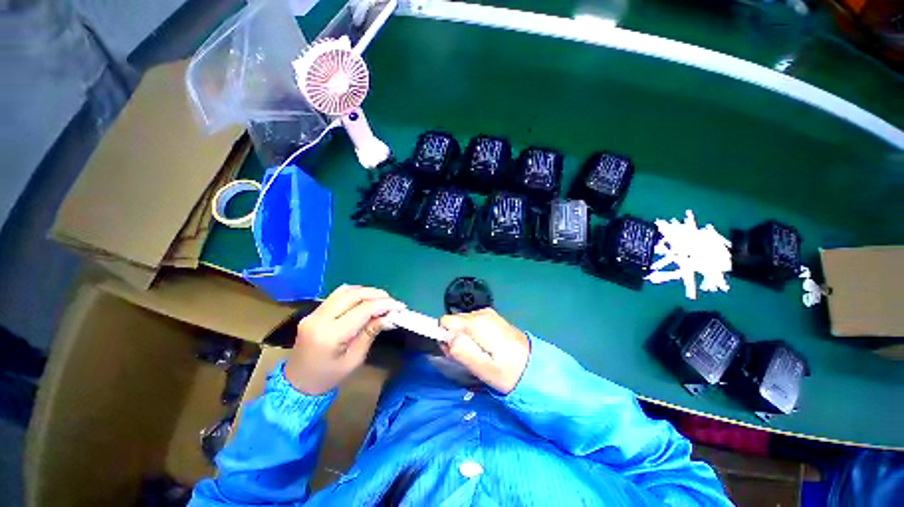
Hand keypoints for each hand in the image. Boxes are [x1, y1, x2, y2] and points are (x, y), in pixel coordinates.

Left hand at [285, 285, 403, 394]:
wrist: (297, 384)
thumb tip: (390, 317)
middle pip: (354, 295)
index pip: (362, 310)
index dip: (384, 305)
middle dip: (377, 295)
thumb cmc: (329, 377)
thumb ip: (370, 334)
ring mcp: (313, 313)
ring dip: (366, 291)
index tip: (400, 307)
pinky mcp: (313, 312)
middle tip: (393, 302)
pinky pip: (337, 295)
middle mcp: (319, 318)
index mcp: (330, 335)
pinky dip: (354, 293)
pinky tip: (365, 298)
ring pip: (345, 291)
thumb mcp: (354, 360)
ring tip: (382, 299)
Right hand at [439, 308, 530, 393]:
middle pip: (453, 321)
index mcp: (477, 322)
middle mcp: (481, 312)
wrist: (536, 367)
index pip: (445, 321)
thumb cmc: (509, 372)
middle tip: (468, 359)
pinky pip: (472, 324)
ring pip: (461, 323)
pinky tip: (483, 349)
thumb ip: (461, 350)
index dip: (444, 337)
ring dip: (463, 338)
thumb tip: (446, 337)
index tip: (453, 353)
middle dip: (453, 338)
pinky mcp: (492, 318)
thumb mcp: (483, 368)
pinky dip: (472, 336)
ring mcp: (488, 314)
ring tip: (477, 356)